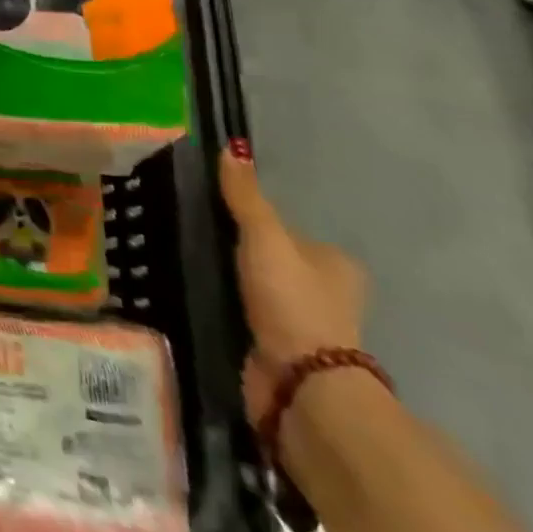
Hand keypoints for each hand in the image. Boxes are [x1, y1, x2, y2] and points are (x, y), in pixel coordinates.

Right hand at [219, 144, 366, 426]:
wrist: (302, 386)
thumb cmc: (292, 300)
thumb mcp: (264, 236)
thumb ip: (245, 195)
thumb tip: (231, 146)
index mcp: (336, 264)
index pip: (292, 232)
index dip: (261, 223)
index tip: (223, 214)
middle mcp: (329, 295)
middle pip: (279, 261)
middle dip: (247, 254)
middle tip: (204, 235)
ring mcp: (306, 327)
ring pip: (263, 291)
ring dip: (236, 282)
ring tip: (195, 261)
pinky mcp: (282, 354)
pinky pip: (250, 318)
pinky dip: (231, 309)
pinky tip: (204, 295)